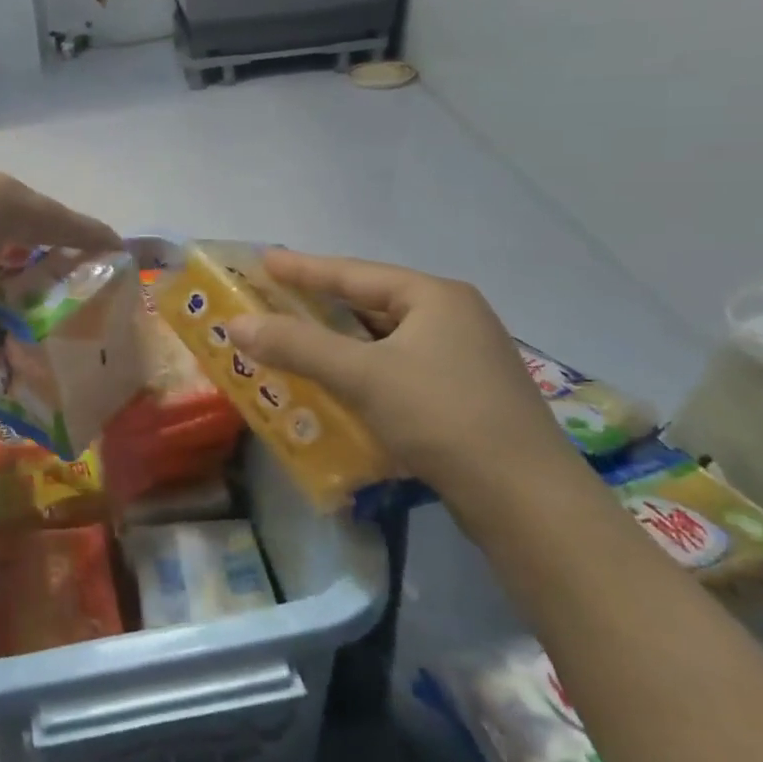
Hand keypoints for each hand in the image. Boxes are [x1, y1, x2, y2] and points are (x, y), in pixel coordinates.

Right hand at [227, 250, 573, 511]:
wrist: (527, 501)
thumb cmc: (442, 416)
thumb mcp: (361, 375)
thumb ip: (296, 346)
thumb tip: (236, 325)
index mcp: (435, 297)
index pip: (354, 274)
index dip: (303, 268)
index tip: (263, 260)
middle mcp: (454, 318)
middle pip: (370, 304)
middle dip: (318, 307)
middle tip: (273, 302)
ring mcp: (464, 359)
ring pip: (384, 341)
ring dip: (338, 344)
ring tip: (294, 342)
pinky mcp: (465, 397)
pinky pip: (397, 369)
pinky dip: (362, 372)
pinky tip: (337, 386)